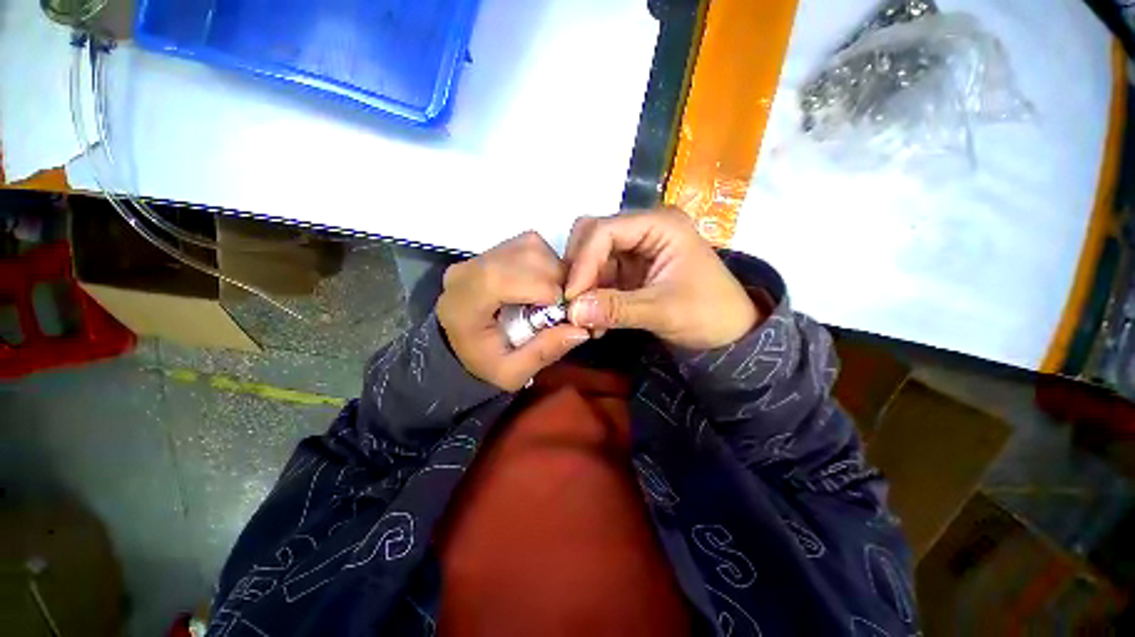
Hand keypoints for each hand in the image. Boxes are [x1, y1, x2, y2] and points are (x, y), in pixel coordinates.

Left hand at [438, 231, 589, 390]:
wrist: (463, 345)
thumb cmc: (484, 362)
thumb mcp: (511, 373)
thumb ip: (543, 353)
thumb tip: (580, 329)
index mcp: (464, 301)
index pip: (502, 278)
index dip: (541, 288)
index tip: (565, 309)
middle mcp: (469, 270)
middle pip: (523, 256)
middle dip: (556, 279)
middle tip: (567, 305)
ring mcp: (481, 256)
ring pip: (531, 246)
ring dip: (555, 269)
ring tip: (556, 296)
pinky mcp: (495, 250)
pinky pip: (531, 245)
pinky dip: (548, 262)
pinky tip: (547, 285)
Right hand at [564, 209, 758, 349]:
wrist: (730, 334)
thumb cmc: (708, 315)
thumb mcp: (663, 311)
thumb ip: (616, 309)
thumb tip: (571, 312)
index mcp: (660, 225)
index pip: (605, 230)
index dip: (583, 262)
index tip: (571, 297)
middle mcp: (644, 229)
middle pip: (593, 235)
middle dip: (580, 270)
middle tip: (574, 303)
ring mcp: (636, 249)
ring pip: (592, 257)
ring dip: (584, 287)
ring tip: (586, 319)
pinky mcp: (630, 269)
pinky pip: (599, 275)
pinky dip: (592, 296)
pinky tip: (595, 320)